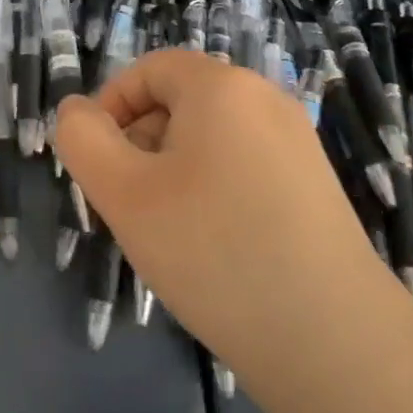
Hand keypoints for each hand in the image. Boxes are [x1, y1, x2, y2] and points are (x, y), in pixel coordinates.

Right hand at [53, 50, 389, 391]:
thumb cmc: (213, 251)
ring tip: (169, 231)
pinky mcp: (315, 185)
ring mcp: (297, 143)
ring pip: (210, 136)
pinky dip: (213, 189)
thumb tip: (77, 111)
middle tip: (129, 203)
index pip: (149, 69)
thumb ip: (82, 138)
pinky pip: (243, 165)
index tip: (97, 162)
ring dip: (173, 169)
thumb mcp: (123, 193)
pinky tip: (213, 245)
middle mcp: (265, 99)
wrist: (334, 343)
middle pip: (180, 100)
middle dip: (141, 142)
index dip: (111, 106)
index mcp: (221, 86)